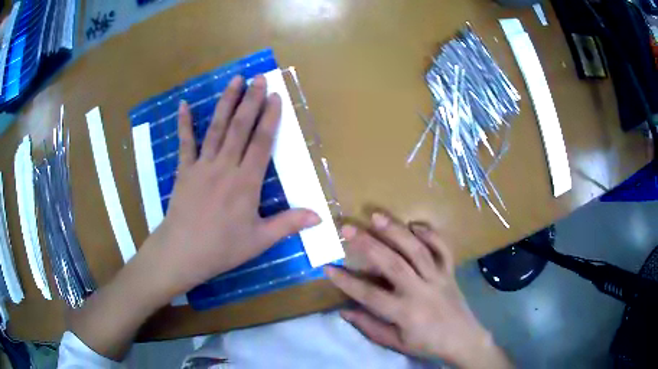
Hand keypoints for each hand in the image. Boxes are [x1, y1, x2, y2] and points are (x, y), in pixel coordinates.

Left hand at [68, 74, 320, 359]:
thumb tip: (320, 216)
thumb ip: (288, 224)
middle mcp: (225, 166)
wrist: (182, 253)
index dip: (270, 117)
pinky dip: (184, 123)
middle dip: (252, 100)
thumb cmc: (222, 248)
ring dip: (226, 102)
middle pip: (240, 127)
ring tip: (235, 80)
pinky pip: (185, 142)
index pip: (261, 142)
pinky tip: (183, 105)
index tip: (275, 96)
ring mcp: (202, 165)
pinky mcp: (184, 170)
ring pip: (217, 128)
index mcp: (246, 182)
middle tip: (260, 78)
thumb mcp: (259, 240)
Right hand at [326, 214, 510, 368]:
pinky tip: (415, 224)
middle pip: (392, 263)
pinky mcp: (450, 271)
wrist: (463, 339)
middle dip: (367, 245)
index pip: (369, 294)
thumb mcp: (395, 342)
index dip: (346, 281)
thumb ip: (369, 326)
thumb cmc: (426, 343)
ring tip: (376, 216)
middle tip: (347, 229)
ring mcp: (438, 277)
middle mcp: (420, 290)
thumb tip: (344, 309)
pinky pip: (442, 248)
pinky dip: (430, 233)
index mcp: (404, 312)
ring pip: (417, 250)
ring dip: (396, 231)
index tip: (327, 267)